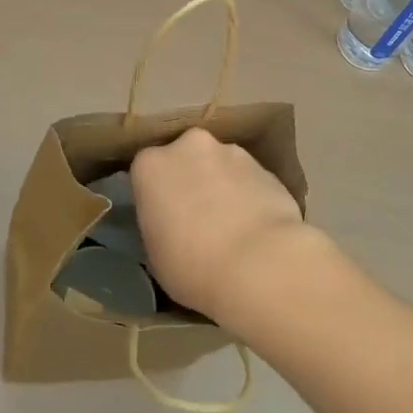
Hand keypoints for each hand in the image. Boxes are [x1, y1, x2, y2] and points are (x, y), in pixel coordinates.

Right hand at [129, 128, 318, 322]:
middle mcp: (190, 146)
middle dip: (190, 180)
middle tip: (196, 217)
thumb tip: (171, 222)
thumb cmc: (193, 266)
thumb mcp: (155, 253)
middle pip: (185, 158)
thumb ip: (158, 223)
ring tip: (232, 225)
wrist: (260, 264)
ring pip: (220, 165)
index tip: (162, 218)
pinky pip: (248, 179)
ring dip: (222, 185)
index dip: (155, 195)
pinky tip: (256, 226)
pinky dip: (248, 195)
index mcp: (151, 165)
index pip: (146, 172)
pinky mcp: (266, 166)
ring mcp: (232, 152)